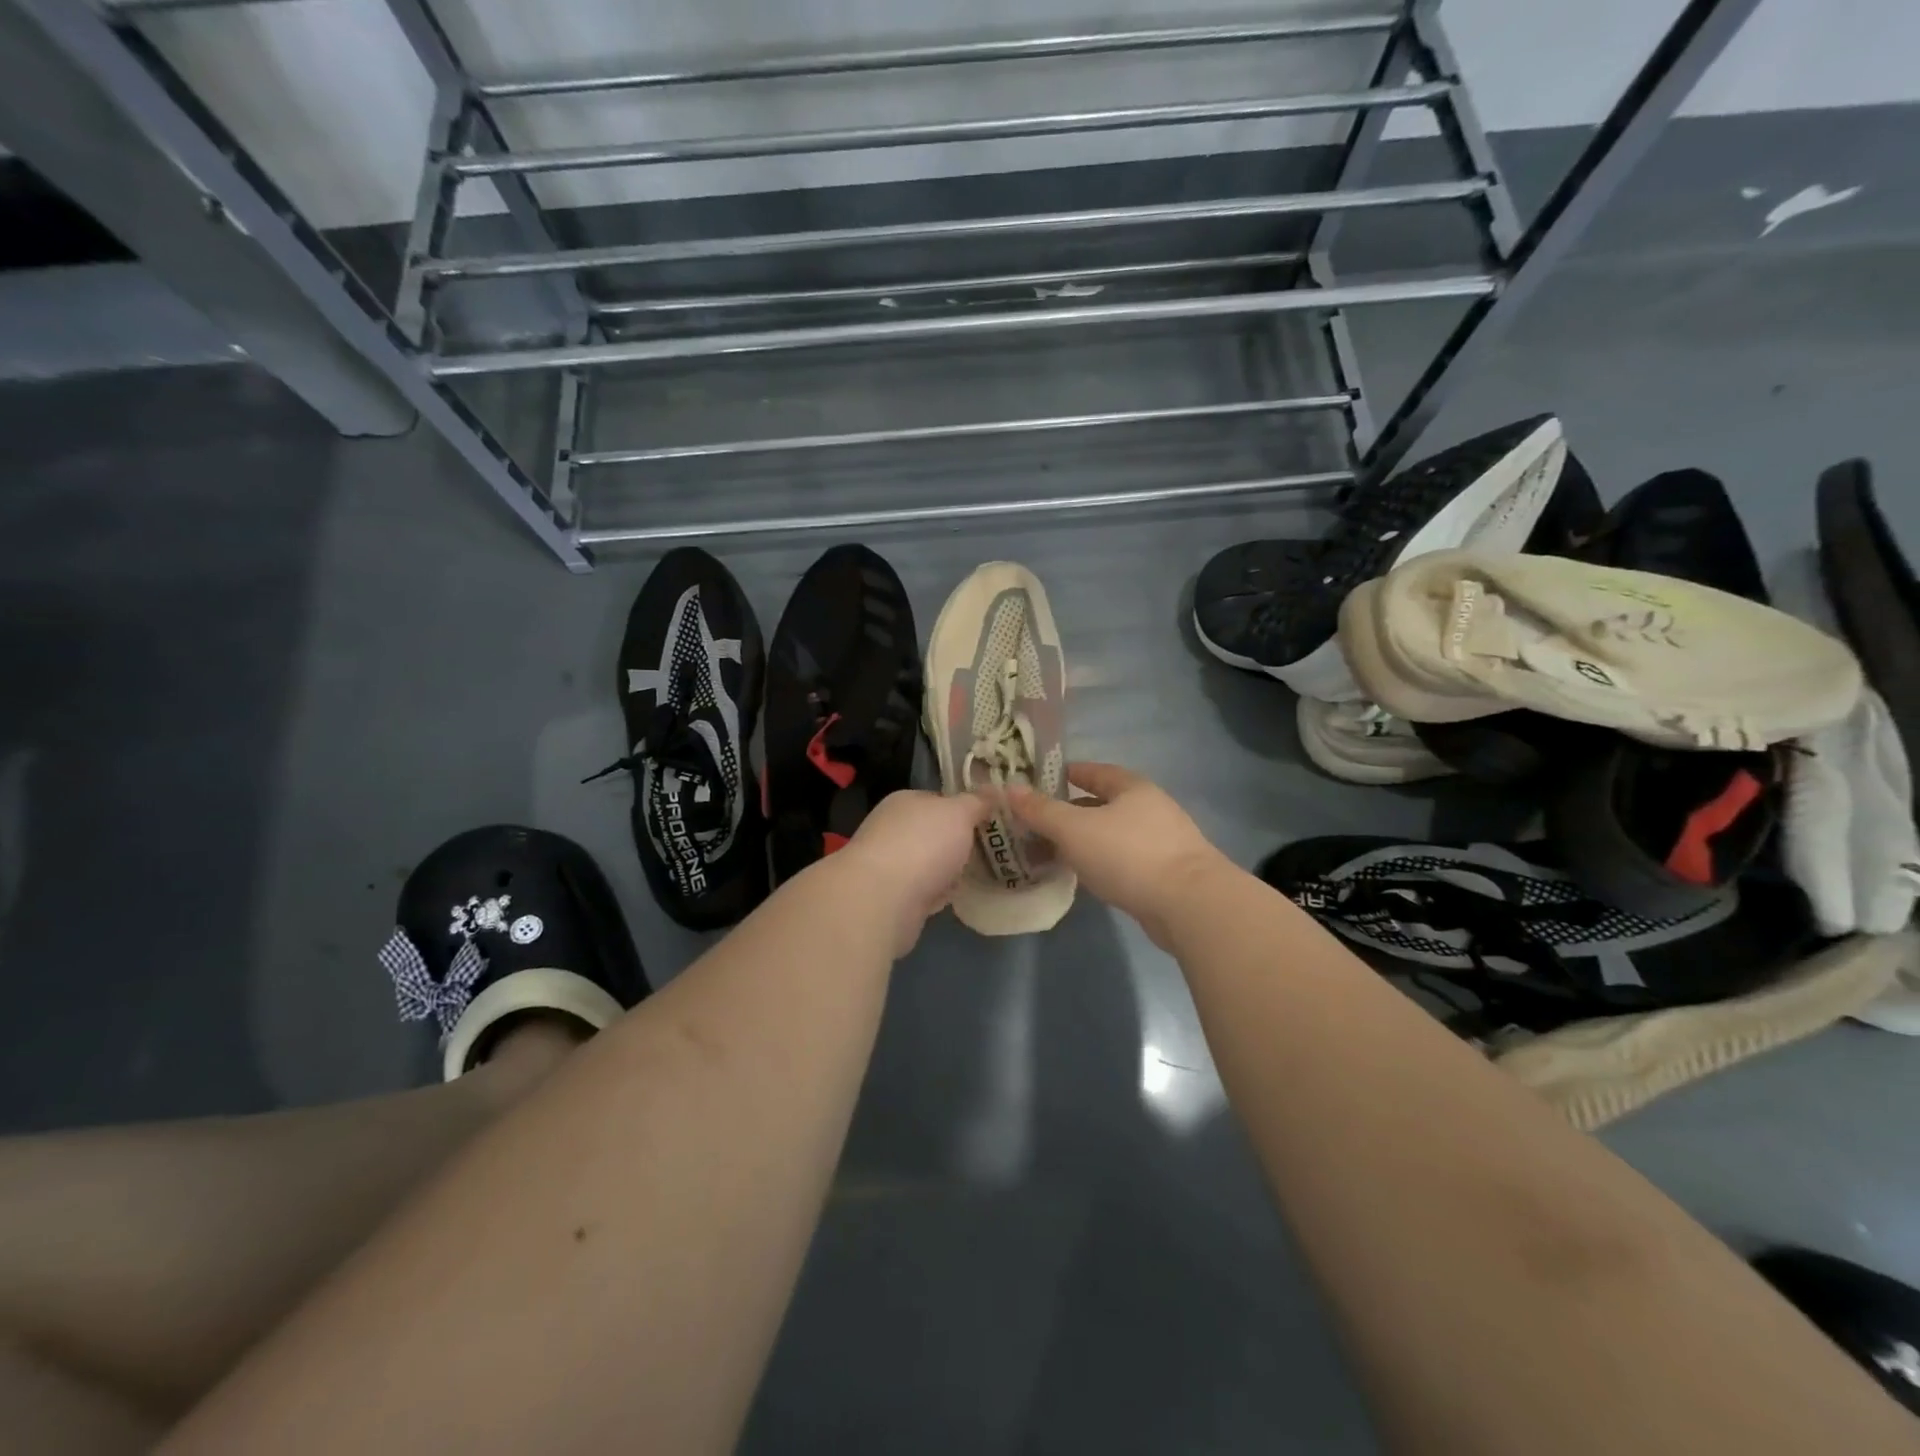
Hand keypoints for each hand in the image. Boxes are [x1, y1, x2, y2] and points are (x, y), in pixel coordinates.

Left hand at [838, 789, 987, 955]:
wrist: (882, 899)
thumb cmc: (923, 844)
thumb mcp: (959, 813)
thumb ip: (977, 802)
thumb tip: (994, 789)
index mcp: (905, 801)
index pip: (939, 799)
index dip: (965, 808)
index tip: (991, 820)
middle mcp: (892, 828)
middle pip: (934, 832)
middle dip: (958, 842)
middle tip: (992, 850)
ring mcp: (890, 864)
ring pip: (929, 862)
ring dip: (949, 869)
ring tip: (981, 874)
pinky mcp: (892, 896)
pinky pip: (924, 890)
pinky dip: (938, 893)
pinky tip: (957, 897)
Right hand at [1009, 764, 1229, 947]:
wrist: (1189, 905)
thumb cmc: (1128, 855)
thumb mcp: (1074, 829)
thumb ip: (1041, 810)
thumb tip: (1010, 789)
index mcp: (1131, 787)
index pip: (1094, 771)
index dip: (1066, 774)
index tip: (1040, 782)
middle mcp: (1149, 808)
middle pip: (1102, 803)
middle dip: (1069, 812)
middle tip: (1036, 823)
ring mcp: (1161, 841)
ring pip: (1110, 834)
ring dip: (1082, 840)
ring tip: (1050, 852)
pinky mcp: (1164, 873)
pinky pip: (1121, 859)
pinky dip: (1099, 861)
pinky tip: (1082, 875)